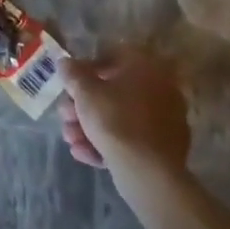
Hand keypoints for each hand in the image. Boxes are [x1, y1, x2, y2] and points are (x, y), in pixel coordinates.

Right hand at [59, 47, 190, 181]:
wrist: (148, 173)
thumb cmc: (115, 121)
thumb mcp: (85, 92)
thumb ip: (72, 74)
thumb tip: (65, 62)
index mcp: (146, 66)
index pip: (112, 55)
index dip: (85, 69)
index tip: (70, 86)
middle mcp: (160, 87)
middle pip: (114, 91)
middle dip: (84, 105)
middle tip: (64, 116)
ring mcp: (165, 119)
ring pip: (120, 117)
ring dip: (90, 126)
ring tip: (70, 139)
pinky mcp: (164, 147)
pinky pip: (131, 138)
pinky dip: (107, 143)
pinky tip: (84, 154)